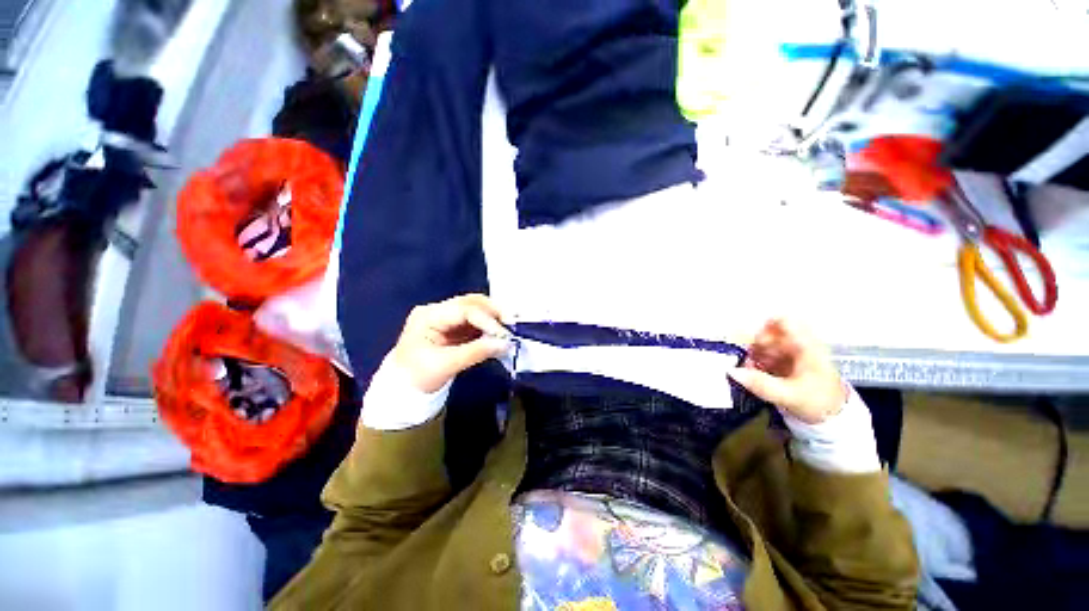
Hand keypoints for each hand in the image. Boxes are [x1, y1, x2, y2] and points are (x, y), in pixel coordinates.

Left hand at [390, 294, 509, 392]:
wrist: (403, 390)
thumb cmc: (418, 377)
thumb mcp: (446, 365)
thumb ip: (477, 352)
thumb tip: (506, 344)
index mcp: (428, 316)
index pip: (463, 310)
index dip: (487, 319)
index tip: (504, 334)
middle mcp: (438, 311)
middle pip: (471, 302)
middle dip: (493, 311)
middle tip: (512, 323)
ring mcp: (447, 317)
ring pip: (476, 309)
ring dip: (494, 317)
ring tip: (509, 328)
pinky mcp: (455, 327)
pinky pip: (476, 321)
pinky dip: (489, 326)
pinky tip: (500, 333)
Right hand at [727, 318, 846, 423]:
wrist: (835, 419)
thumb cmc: (818, 403)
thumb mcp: (789, 395)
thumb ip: (760, 384)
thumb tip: (731, 371)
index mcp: (805, 346)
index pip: (782, 321)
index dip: (762, 327)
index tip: (748, 342)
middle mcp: (798, 344)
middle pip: (768, 333)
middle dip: (751, 345)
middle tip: (742, 360)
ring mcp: (792, 353)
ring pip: (764, 344)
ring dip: (751, 355)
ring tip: (746, 370)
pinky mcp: (785, 362)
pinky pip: (765, 355)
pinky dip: (755, 362)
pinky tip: (752, 374)